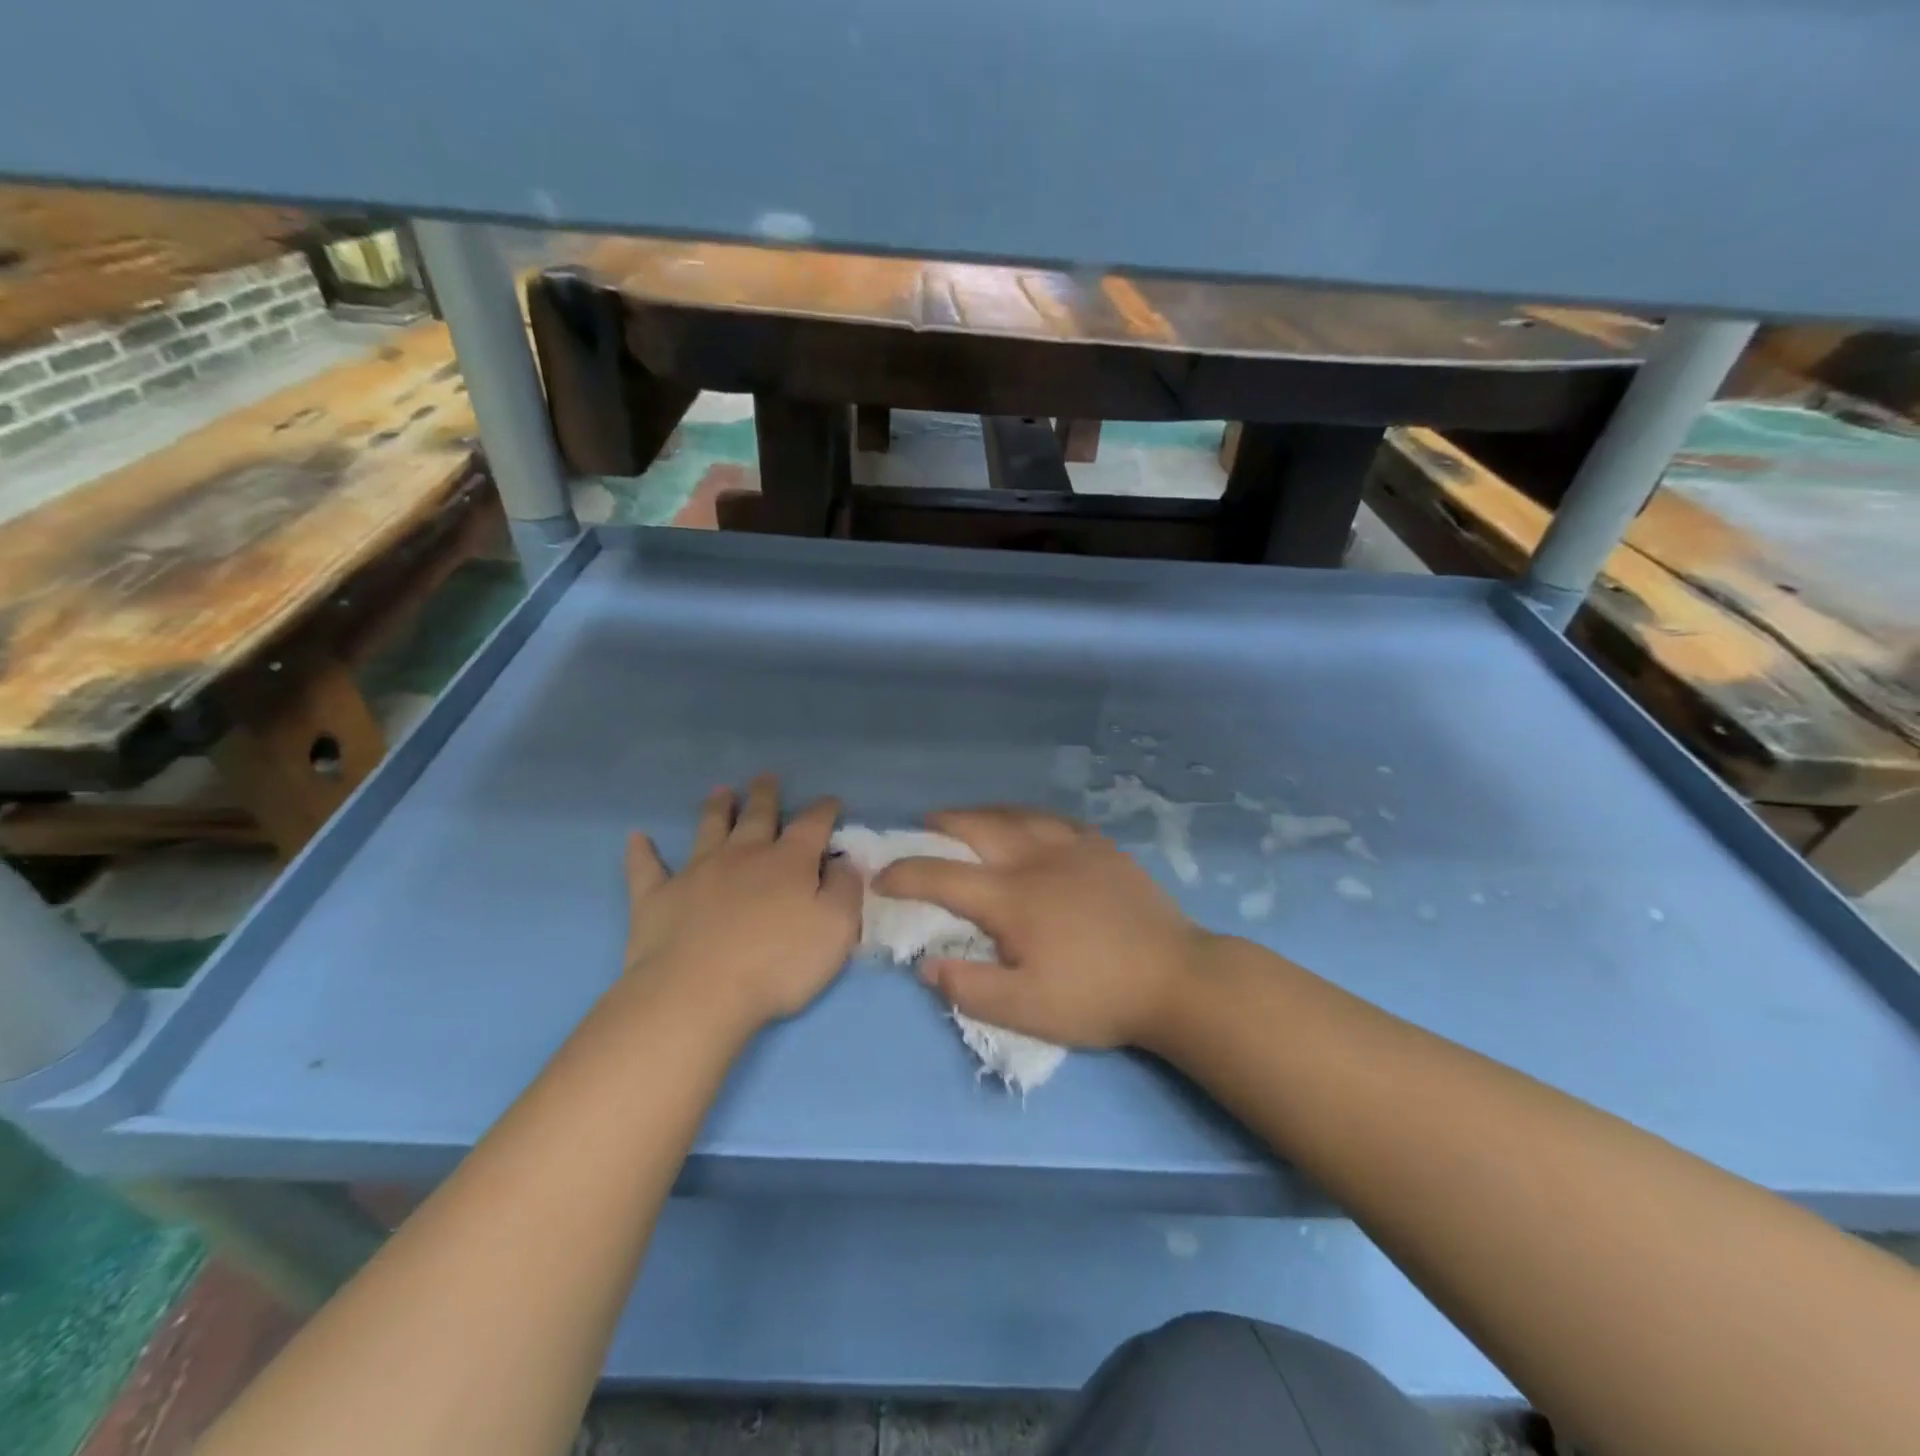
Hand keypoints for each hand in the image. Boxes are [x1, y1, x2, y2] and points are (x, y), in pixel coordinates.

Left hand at [623, 775, 861, 1036]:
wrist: (697, 994)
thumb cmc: (777, 965)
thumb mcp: (836, 929)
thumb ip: (845, 890)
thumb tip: (844, 861)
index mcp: (789, 862)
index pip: (812, 824)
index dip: (824, 810)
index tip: (830, 801)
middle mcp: (743, 855)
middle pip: (757, 816)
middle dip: (765, 796)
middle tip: (766, 777)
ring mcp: (696, 872)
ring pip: (708, 829)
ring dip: (716, 808)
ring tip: (721, 791)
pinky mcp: (657, 897)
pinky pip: (646, 868)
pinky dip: (642, 851)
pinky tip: (637, 837)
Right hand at [874, 808, 1216, 1050]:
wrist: (1175, 978)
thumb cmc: (1096, 996)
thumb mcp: (1026, 1010)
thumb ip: (969, 987)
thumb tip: (925, 965)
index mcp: (1011, 897)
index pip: (941, 876)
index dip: (904, 874)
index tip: (881, 877)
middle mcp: (1035, 860)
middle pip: (978, 827)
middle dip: (943, 824)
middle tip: (924, 825)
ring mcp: (1073, 848)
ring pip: (1017, 815)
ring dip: (984, 813)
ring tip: (969, 818)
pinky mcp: (1103, 849)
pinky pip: (1056, 820)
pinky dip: (1030, 817)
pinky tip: (1031, 824)